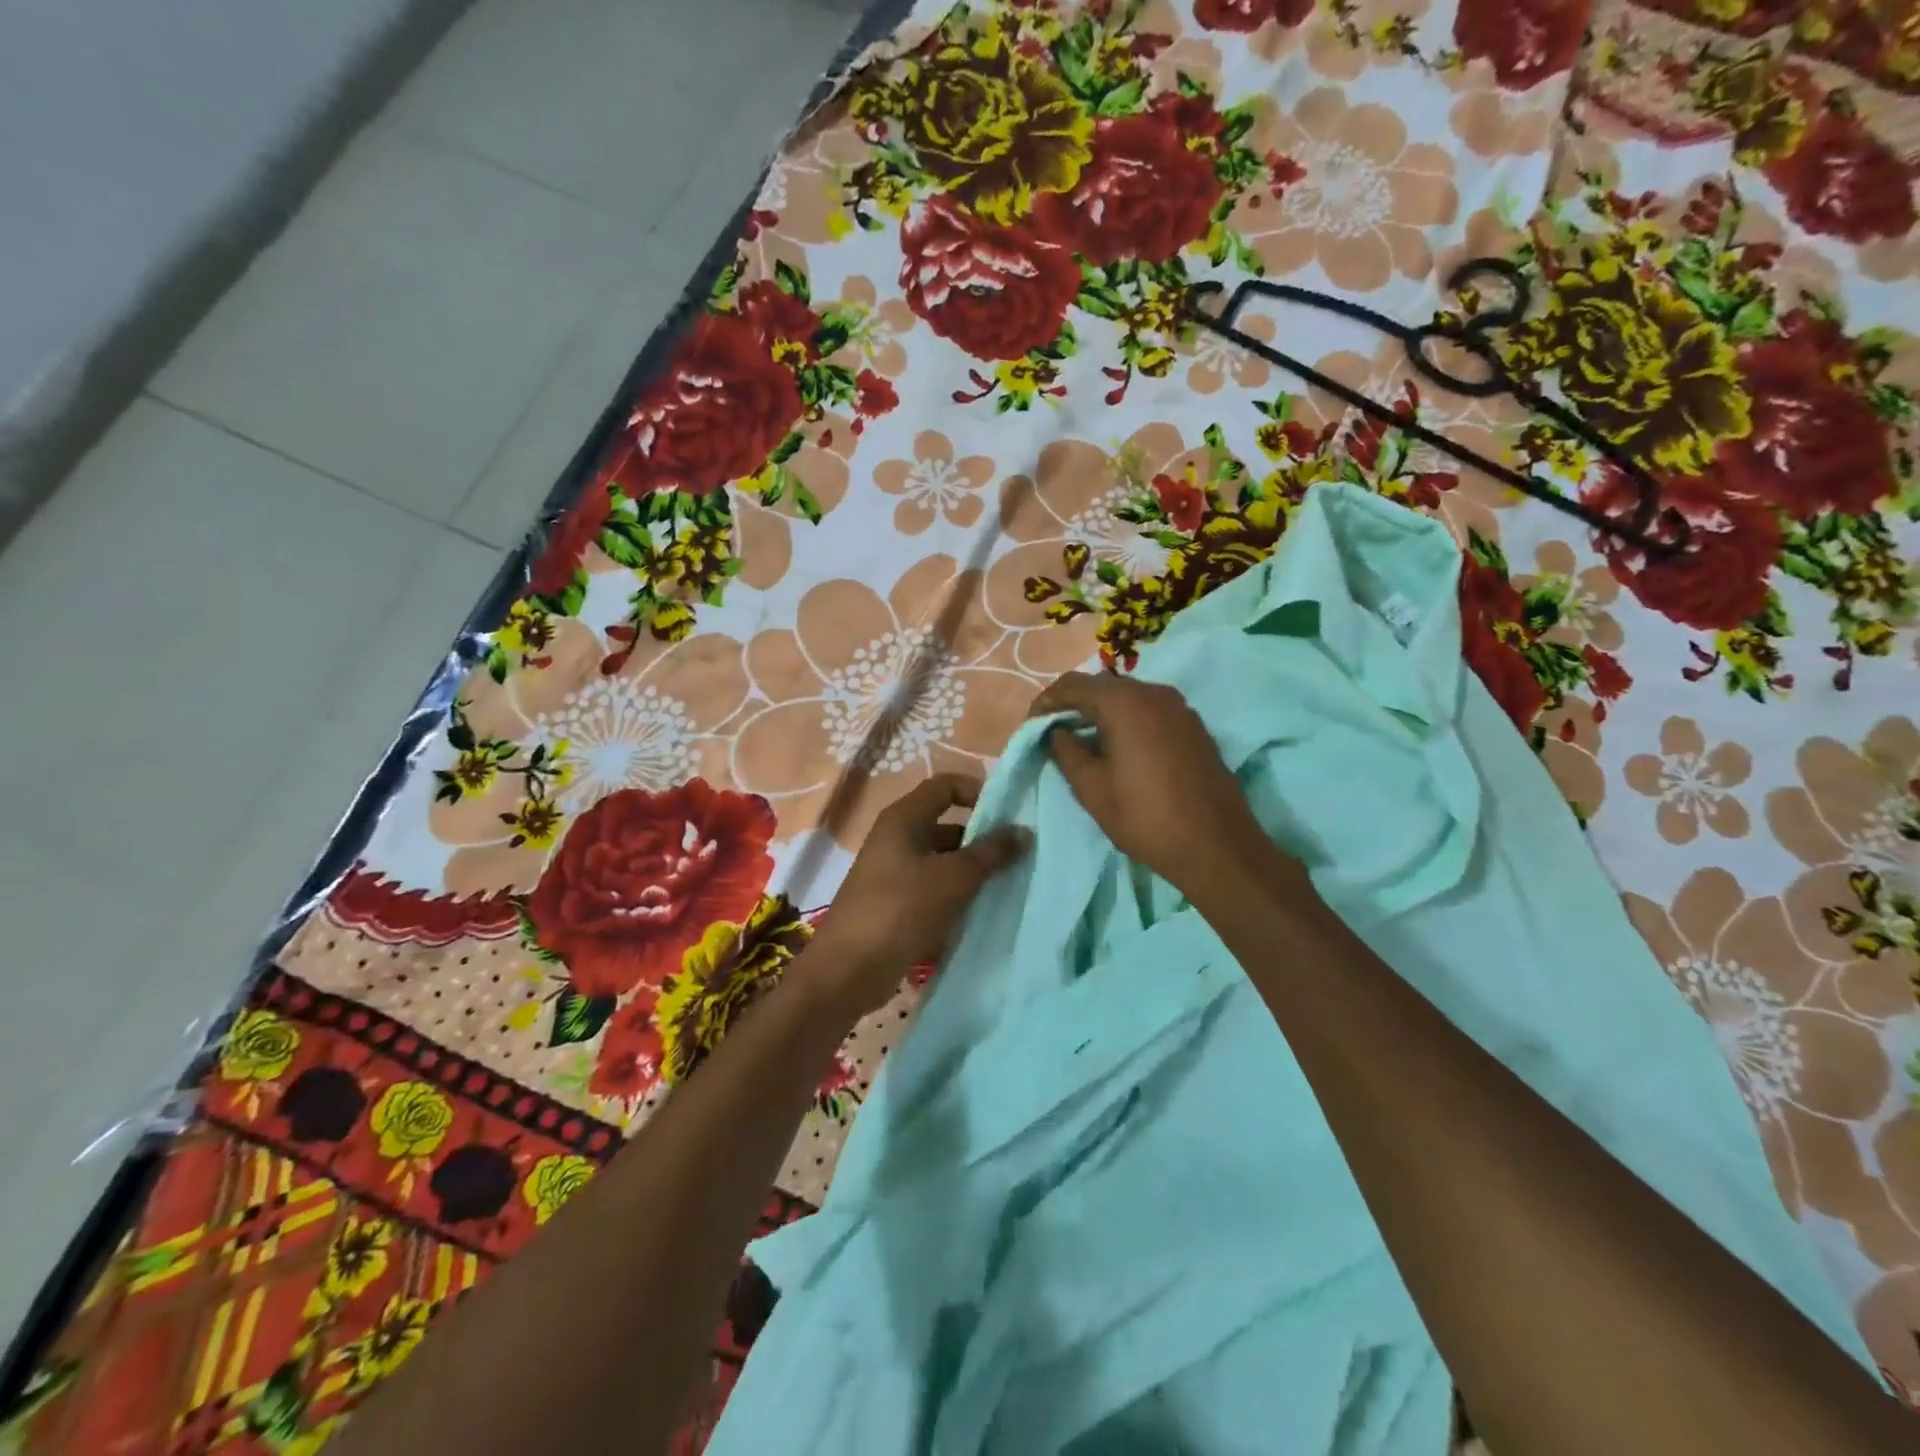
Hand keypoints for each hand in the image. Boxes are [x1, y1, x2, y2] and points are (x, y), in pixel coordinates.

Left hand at [803, 774, 1028, 1018]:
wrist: (848, 970)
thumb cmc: (901, 909)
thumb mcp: (953, 878)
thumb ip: (990, 852)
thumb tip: (1024, 831)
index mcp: (904, 819)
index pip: (945, 785)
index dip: (977, 790)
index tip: (1008, 812)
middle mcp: (896, 838)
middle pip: (945, 824)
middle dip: (981, 836)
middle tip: (1018, 854)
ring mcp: (893, 872)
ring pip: (941, 860)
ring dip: (971, 869)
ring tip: (1008, 883)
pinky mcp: (894, 904)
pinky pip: (932, 888)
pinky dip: (955, 894)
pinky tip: (981, 910)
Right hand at [1029, 672, 1278, 900]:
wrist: (1217, 846)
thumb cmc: (1146, 818)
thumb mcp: (1092, 789)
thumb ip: (1067, 752)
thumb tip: (1058, 732)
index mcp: (1125, 703)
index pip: (1073, 684)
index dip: (1046, 701)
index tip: (1032, 725)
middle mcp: (1154, 693)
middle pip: (1102, 685)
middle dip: (1073, 704)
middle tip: (1053, 731)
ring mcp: (1179, 707)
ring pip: (1128, 696)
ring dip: (1100, 711)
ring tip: (1082, 739)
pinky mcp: (1193, 726)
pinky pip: (1149, 710)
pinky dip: (1126, 719)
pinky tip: (1118, 745)